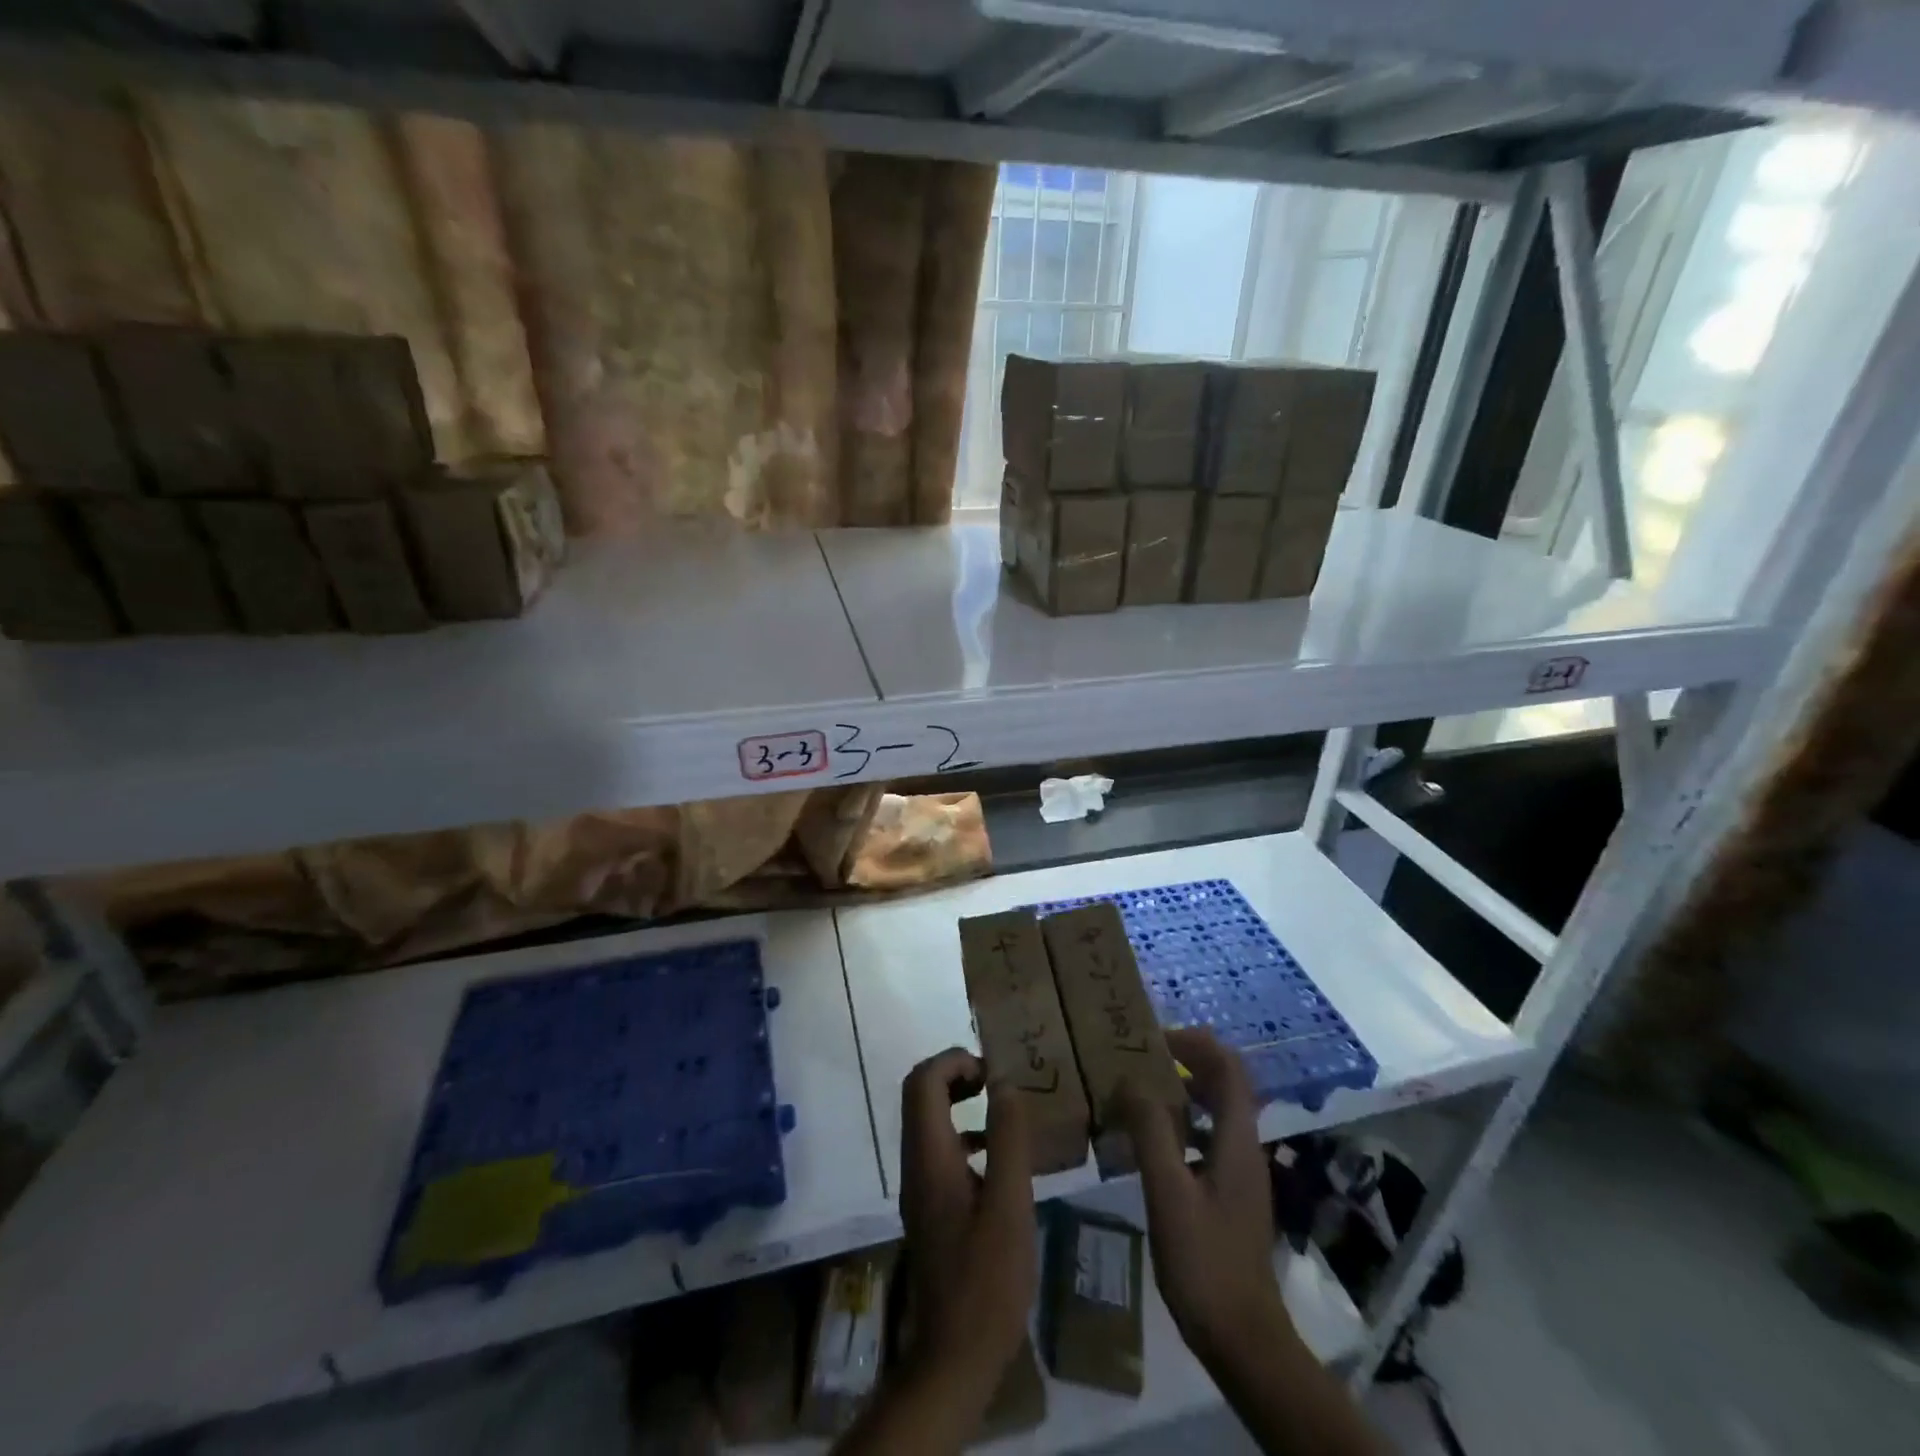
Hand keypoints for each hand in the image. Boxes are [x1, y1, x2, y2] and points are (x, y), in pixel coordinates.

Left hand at [899, 1048, 1036, 1406]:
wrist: (954, 1357)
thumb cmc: (986, 1281)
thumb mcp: (1009, 1205)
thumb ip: (1007, 1140)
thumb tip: (1005, 1083)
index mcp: (929, 1156)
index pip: (923, 1081)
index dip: (954, 1060)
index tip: (993, 1070)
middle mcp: (915, 1163)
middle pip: (920, 1094)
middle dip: (956, 1074)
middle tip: (996, 1082)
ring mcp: (919, 1187)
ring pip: (928, 1121)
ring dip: (960, 1102)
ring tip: (1003, 1110)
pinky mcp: (930, 1207)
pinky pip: (940, 1149)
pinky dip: (964, 1134)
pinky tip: (999, 1159)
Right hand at [1119, 1027, 1291, 1368]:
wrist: (1243, 1339)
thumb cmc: (1204, 1262)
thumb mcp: (1169, 1193)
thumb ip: (1151, 1132)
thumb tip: (1131, 1080)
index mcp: (1235, 1140)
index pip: (1228, 1067)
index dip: (1195, 1044)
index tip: (1154, 1038)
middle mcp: (1243, 1148)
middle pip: (1224, 1084)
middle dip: (1186, 1061)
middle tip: (1140, 1059)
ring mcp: (1239, 1173)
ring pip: (1214, 1112)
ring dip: (1181, 1092)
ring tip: (1137, 1092)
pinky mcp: (1228, 1195)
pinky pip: (1206, 1139)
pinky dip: (1180, 1125)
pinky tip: (1148, 1143)